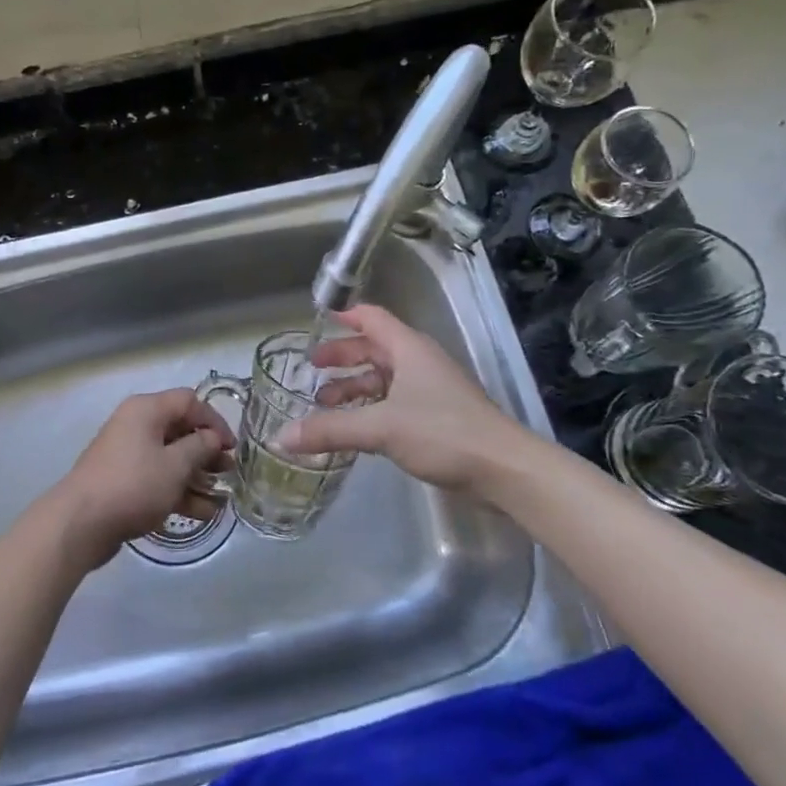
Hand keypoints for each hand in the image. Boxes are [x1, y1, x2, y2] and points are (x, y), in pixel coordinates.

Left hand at [50, 389, 235, 570]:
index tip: (232, 447)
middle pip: (180, 430)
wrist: (80, 523)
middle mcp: (136, 425)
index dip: (214, 421)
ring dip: (196, 477)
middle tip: (229, 474)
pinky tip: (201, 513)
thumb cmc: (133, 485)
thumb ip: (200, 448)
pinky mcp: (123, 481)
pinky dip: (178, 491)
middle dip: (207, 453)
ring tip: (220, 500)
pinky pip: (157, 479)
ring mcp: (127, 454)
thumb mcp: (175, 465)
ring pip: (170, 458)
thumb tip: (212, 438)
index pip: (189, 401)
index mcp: (146, 410)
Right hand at [277, 304, 547, 498]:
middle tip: (312, 369)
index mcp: (408, 349)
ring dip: (355, 386)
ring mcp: (431, 389)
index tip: (317, 320)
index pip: (371, 317)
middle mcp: (419, 361)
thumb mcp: (380, 428)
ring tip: (325, 403)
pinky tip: (356, 428)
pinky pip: (395, 402)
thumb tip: (281, 436)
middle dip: (342, 357)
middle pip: (374, 348)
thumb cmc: (443, 433)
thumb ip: (330, 430)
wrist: (504, 468)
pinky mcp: (438, 416)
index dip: (344, 316)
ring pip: (385, 377)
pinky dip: (371, 407)